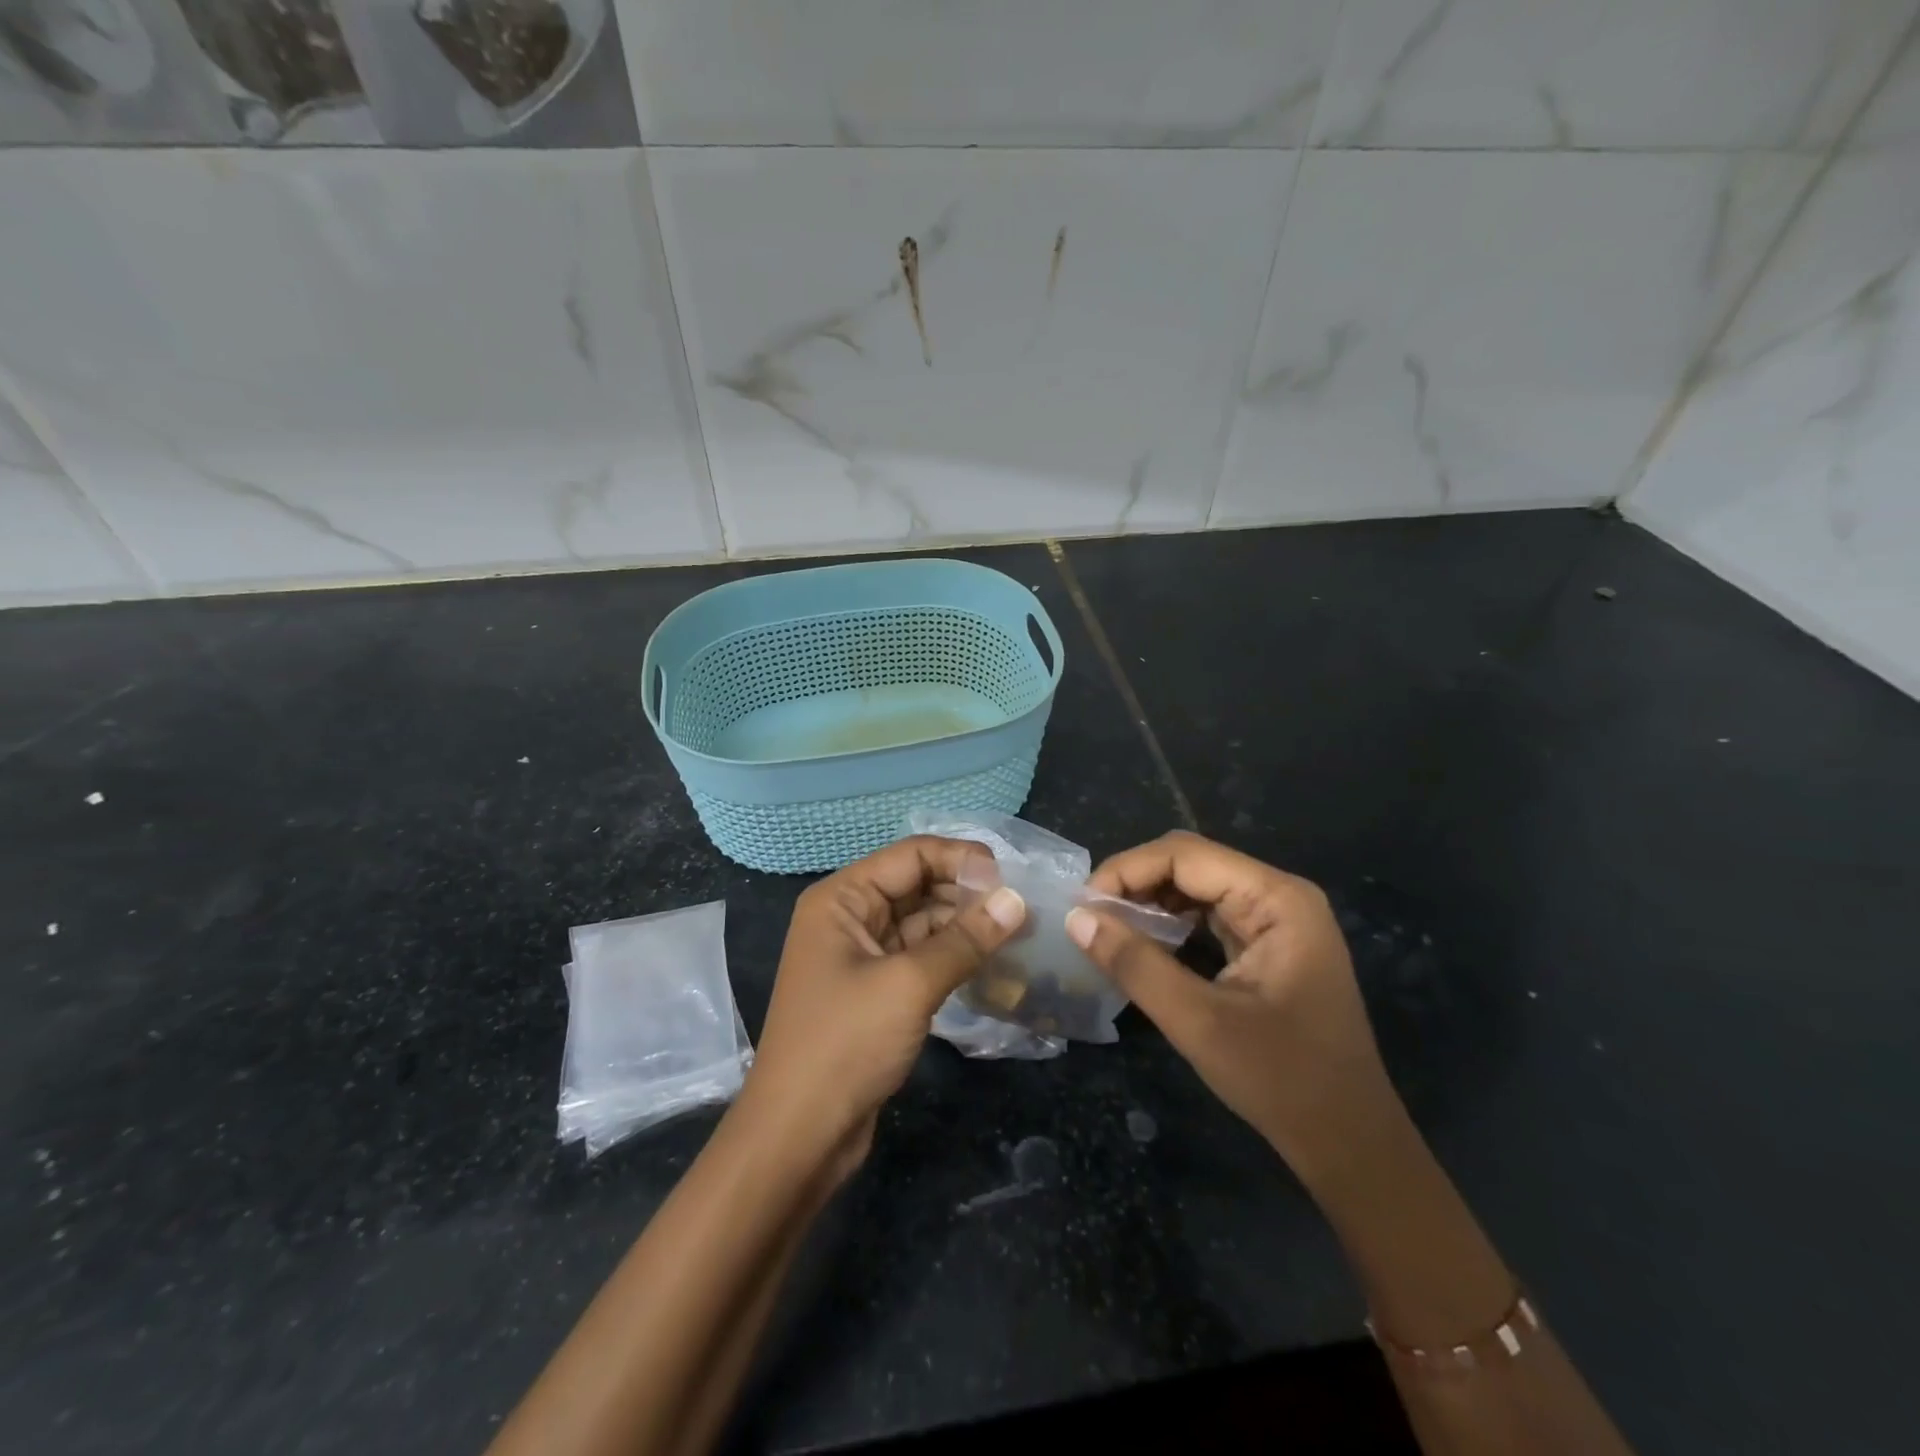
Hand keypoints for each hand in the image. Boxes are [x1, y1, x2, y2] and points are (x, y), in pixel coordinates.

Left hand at [743, 836, 1026, 1168]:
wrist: (799, 1136)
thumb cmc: (845, 1044)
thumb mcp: (910, 985)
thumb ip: (965, 939)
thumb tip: (1017, 900)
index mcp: (842, 898)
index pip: (910, 855)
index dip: (961, 859)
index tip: (1011, 878)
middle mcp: (848, 917)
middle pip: (917, 885)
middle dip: (967, 893)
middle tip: (1023, 908)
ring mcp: (861, 956)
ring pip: (922, 923)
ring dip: (965, 926)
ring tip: (1018, 932)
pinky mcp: (876, 990)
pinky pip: (920, 956)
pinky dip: (953, 956)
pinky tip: (992, 962)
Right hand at [1066, 831, 1397, 1189]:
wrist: (1350, 1144)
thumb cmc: (1282, 1081)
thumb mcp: (1199, 1022)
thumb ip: (1135, 964)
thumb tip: (1075, 917)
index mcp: (1277, 899)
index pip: (1185, 855)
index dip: (1127, 870)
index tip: (1083, 905)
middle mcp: (1279, 896)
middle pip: (1191, 864)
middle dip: (1135, 884)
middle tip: (1090, 919)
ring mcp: (1277, 920)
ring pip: (1197, 888)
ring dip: (1150, 904)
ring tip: (1108, 932)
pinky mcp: (1268, 945)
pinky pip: (1209, 916)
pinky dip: (1171, 925)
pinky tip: (1143, 946)